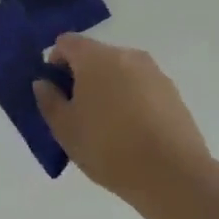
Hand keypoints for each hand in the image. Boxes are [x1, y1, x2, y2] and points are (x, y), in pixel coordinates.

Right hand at [33, 34, 215, 203]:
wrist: (173, 175)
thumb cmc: (109, 147)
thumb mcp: (64, 128)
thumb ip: (48, 100)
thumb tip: (44, 83)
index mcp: (95, 57)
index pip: (66, 42)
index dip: (54, 63)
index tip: (56, 93)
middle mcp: (126, 55)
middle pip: (94, 56)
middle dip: (82, 77)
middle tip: (78, 113)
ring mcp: (154, 73)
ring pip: (120, 72)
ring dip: (108, 89)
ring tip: (107, 127)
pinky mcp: (173, 93)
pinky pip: (141, 88)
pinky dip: (131, 101)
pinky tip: (132, 133)